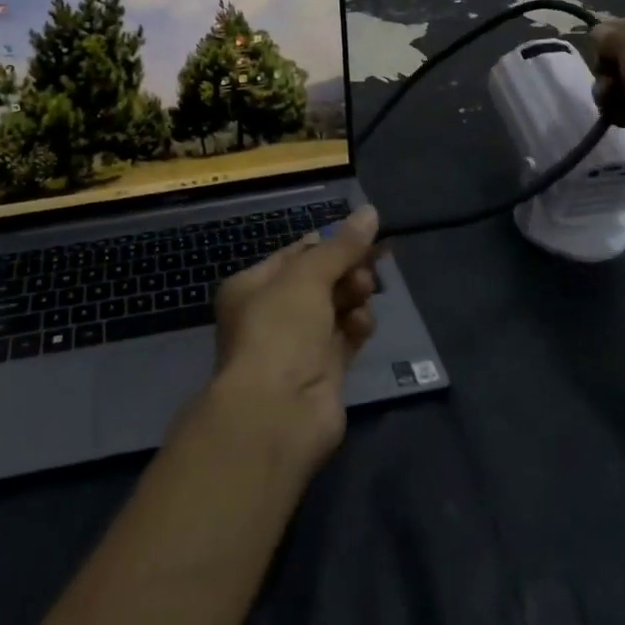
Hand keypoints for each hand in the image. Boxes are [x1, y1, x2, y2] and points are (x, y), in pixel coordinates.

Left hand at [204, 205, 382, 475]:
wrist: (277, 413)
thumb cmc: (280, 330)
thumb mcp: (308, 276)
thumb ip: (341, 246)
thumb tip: (370, 211)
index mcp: (253, 285)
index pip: (297, 253)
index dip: (330, 242)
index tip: (365, 234)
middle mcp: (272, 313)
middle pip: (320, 279)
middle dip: (347, 270)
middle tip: (369, 266)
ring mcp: (298, 344)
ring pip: (336, 306)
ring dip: (354, 296)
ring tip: (363, 294)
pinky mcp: (323, 371)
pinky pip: (346, 336)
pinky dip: (357, 326)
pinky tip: (363, 322)